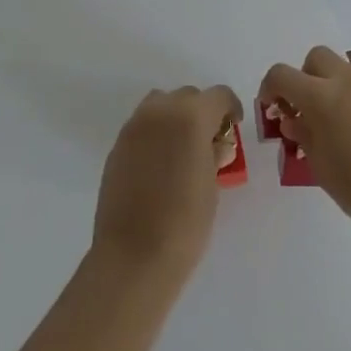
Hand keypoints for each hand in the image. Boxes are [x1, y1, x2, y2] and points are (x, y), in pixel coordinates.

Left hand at [92, 85, 243, 279]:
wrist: (133, 256)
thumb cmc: (184, 223)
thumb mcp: (211, 187)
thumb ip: (214, 155)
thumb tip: (216, 144)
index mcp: (191, 117)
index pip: (218, 95)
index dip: (230, 108)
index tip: (233, 128)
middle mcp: (160, 111)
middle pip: (188, 96)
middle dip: (202, 112)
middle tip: (209, 142)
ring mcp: (134, 126)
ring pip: (160, 104)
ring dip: (175, 117)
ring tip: (182, 149)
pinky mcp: (117, 145)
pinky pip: (142, 126)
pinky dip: (155, 133)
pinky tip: (159, 165)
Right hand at [259, 46, 350, 242]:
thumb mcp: (321, 167)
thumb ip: (304, 136)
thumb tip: (295, 120)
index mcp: (322, 96)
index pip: (282, 75)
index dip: (269, 88)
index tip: (271, 109)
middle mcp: (347, 81)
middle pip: (315, 59)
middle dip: (304, 78)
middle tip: (303, 111)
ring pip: (342, 72)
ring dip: (329, 89)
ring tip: (334, 128)